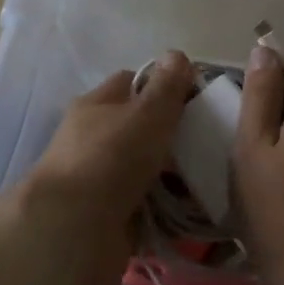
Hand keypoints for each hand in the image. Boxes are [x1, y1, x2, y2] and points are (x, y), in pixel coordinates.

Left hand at [17, 52, 194, 284]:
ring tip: (209, 180)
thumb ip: (165, 87)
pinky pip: (144, 205)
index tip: (197, 100)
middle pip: (140, 128)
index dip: (163, 85)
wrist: (73, 230)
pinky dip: (165, 209)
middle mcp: (93, 138)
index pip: (131, 82)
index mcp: (96, 105)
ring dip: (172, 176)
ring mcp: (98, 178)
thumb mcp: (146, 113)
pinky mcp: (107, 215)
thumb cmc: (111, 158)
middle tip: (210, 144)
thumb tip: (176, 54)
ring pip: (144, 169)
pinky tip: (192, 212)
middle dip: (172, 136)